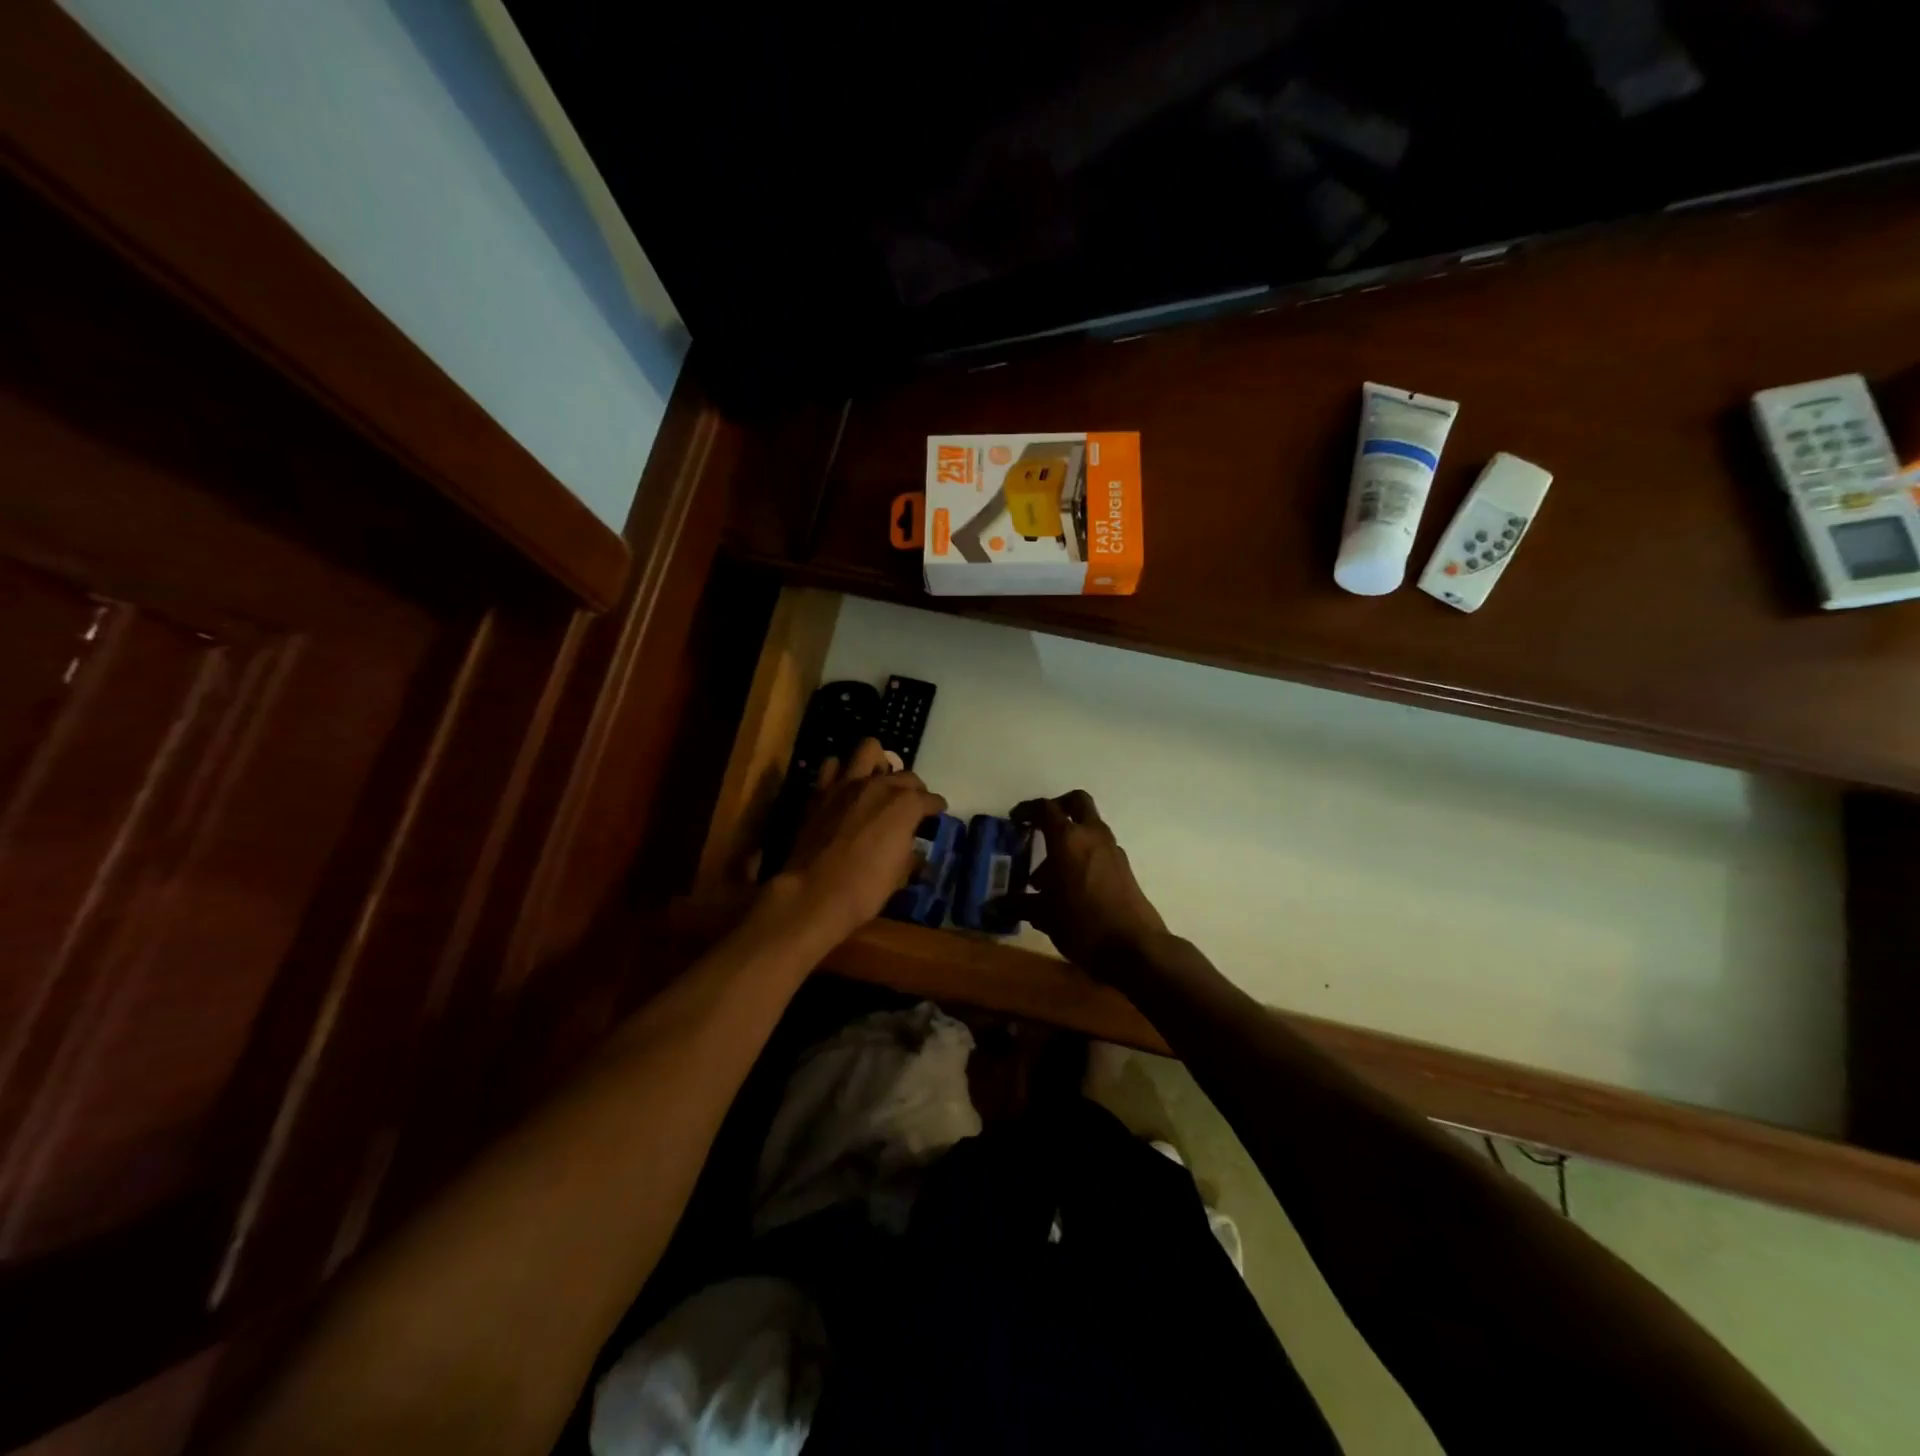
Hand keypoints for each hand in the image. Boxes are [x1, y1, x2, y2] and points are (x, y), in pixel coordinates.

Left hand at [773, 738, 945, 942]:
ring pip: (869, 749)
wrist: (813, 893)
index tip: (937, 814)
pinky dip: (841, 773)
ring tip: (877, 783)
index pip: (930, 799)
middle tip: (910, 806)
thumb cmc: (865, 889)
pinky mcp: (821, 791)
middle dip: (912, 788)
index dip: (936, 807)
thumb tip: (913, 849)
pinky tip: (845, 790)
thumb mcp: (900, 876)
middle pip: (905, 775)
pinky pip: (832, 766)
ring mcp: (847, 784)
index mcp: (905, 805)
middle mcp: (879, 785)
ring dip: (877, 764)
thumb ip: (910, 853)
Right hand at [1013, 790, 1167, 970]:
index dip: (1028, 809)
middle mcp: (1092, 836)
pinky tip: (1071, 888)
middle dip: (1058, 807)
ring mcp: (1112, 850)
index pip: (1045, 808)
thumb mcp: (1044, 915)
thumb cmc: (1082, 924)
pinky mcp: (1124, 867)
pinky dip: (1083, 856)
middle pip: (1077, 802)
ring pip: (1089, 828)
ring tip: (1048, 877)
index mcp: (1067, 839)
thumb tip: (995, 905)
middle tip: (1041, 826)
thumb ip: (1020, 904)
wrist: (1134, 947)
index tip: (1016, 819)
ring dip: (1070, 839)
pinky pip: (1099, 849)